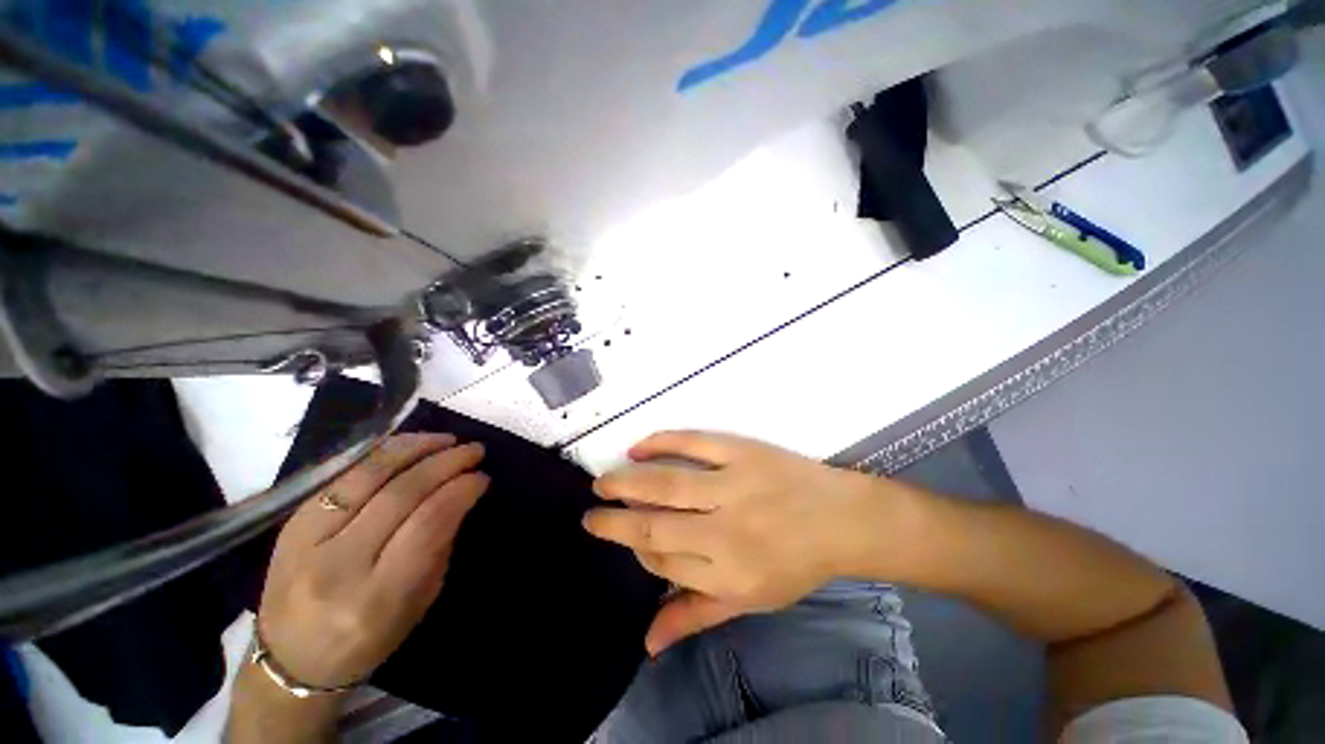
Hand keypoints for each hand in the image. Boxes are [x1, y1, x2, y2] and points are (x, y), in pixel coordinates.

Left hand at [257, 434, 488, 688]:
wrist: (290, 661)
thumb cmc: (367, 640)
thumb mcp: (418, 603)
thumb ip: (439, 547)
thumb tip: (459, 496)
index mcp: (375, 596)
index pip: (428, 524)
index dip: (460, 491)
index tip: (482, 477)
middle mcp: (338, 565)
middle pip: (401, 494)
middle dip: (445, 464)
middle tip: (474, 451)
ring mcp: (307, 541)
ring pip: (369, 476)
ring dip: (415, 449)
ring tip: (447, 440)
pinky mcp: (291, 523)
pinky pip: (343, 476)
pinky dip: (382, 455)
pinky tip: (409, 446)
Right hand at [582, 431, 916, 654]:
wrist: (842, 518)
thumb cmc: (797, 562)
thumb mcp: (751, 599)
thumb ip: (697, 615)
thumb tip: (646, 642)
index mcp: (728, 575)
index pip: (663, 563)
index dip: (637, 550)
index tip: (623, 537)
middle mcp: (726, 533)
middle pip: (655, 526)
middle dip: (614, 521)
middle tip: (590, 512)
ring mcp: (734, 486)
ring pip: (666, 485)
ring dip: (626, 483)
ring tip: (602, 482)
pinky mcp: (743, 451)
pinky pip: (693, 443)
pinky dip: (661, 443)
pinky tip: (638, 448)